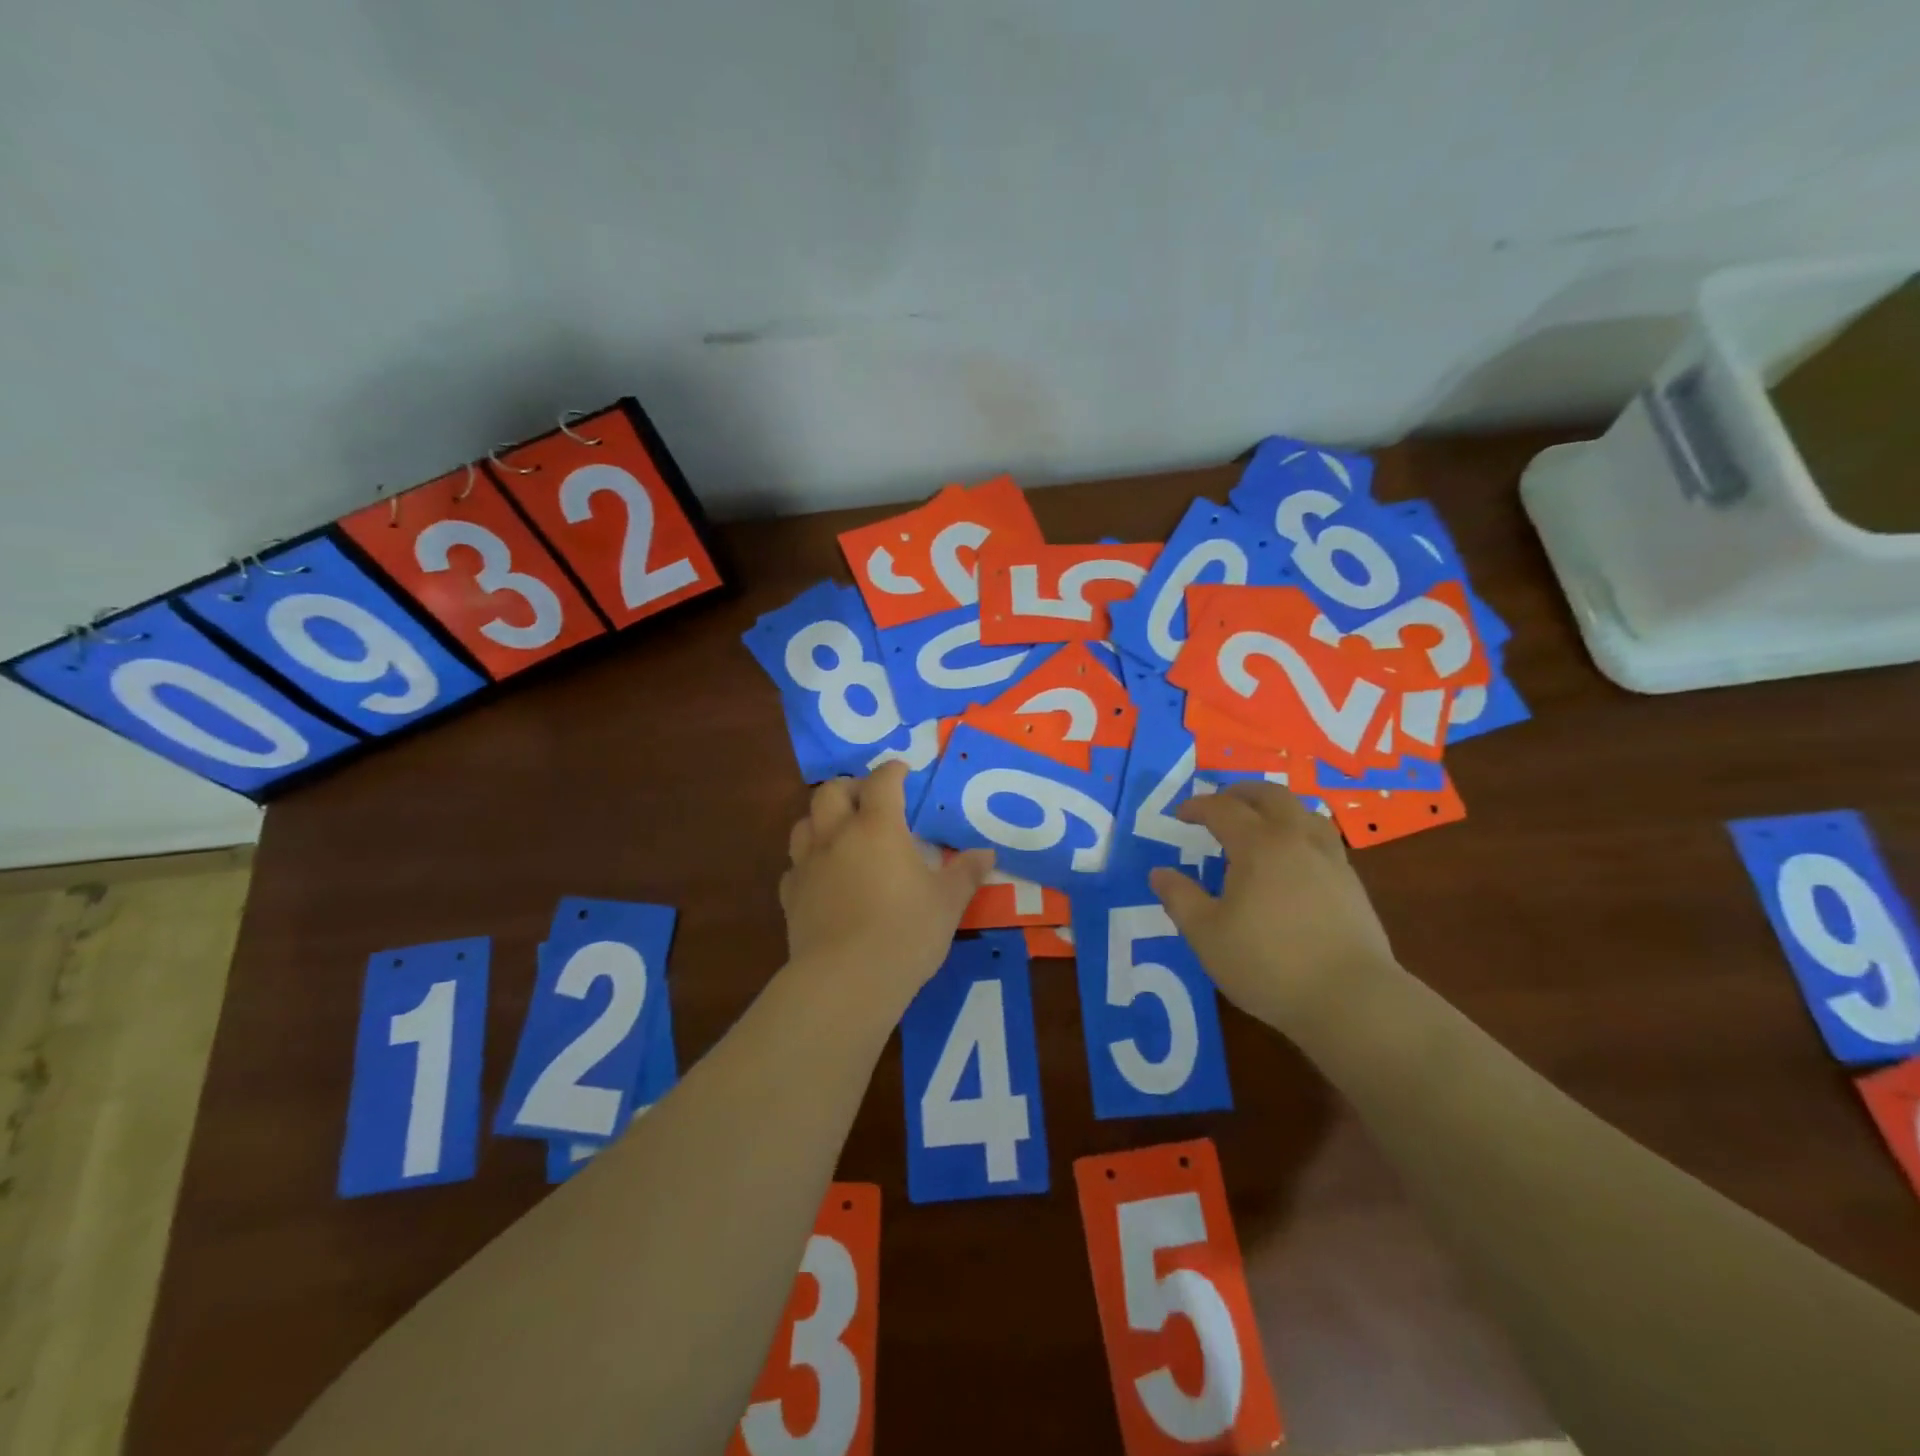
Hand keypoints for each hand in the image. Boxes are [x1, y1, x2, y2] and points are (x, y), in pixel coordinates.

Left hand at [781, 762, 993, 994]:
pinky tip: (823, 877)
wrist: (847, 980)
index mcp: (877, 827)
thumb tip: (987, 853)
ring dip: (822, 818)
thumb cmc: (906, 932)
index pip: (882, 782)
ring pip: (804, 823)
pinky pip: (795, 866)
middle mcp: (837, 835)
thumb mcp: (948, 902)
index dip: (893, 771)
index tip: (903, 771)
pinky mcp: (791, 896)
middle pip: (832, 791)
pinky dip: (808, 862)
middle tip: (870, 799)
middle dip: (851, 786)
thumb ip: (966, 872)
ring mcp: (808, 865)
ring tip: (841, 832)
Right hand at [1150, 781, 1396, 1032]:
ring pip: (1305, 812)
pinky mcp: (1352, 884)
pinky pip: (1323, 839)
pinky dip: (1301, 833)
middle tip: (1221, 802)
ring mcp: (1331, 860)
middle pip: (1271, 795)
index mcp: (1258, 845)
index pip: (1223, 809)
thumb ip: (1180, 899)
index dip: (1198, 807)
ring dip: (1277, 808)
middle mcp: (1296, 840)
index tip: (1180, 815)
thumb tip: (1160, 873)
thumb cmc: (1268, 963)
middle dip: (1241, 792)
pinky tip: (1294, 860)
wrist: (1351, 999)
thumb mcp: (1206, 935)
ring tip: (1261, 824)